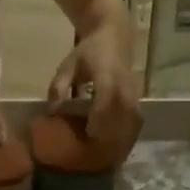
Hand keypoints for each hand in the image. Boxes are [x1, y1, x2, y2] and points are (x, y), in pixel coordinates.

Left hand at [46, 29, 140, 147]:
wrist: (114, 35)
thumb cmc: (88, 51)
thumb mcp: (68, 65)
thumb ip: (58, 87)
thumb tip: (50, 111)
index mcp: (106, 74)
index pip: (106, 98)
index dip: (99, 117)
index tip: (90, 135)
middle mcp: (124, 83)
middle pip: (122, 113)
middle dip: (113, 134)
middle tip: (100, 153)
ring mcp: (134, 89)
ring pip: (132, 117)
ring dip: (123, 136)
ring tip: (111, 155)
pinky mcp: (138, 94)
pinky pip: (136, 116)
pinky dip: (129, 131)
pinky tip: (121, 145)